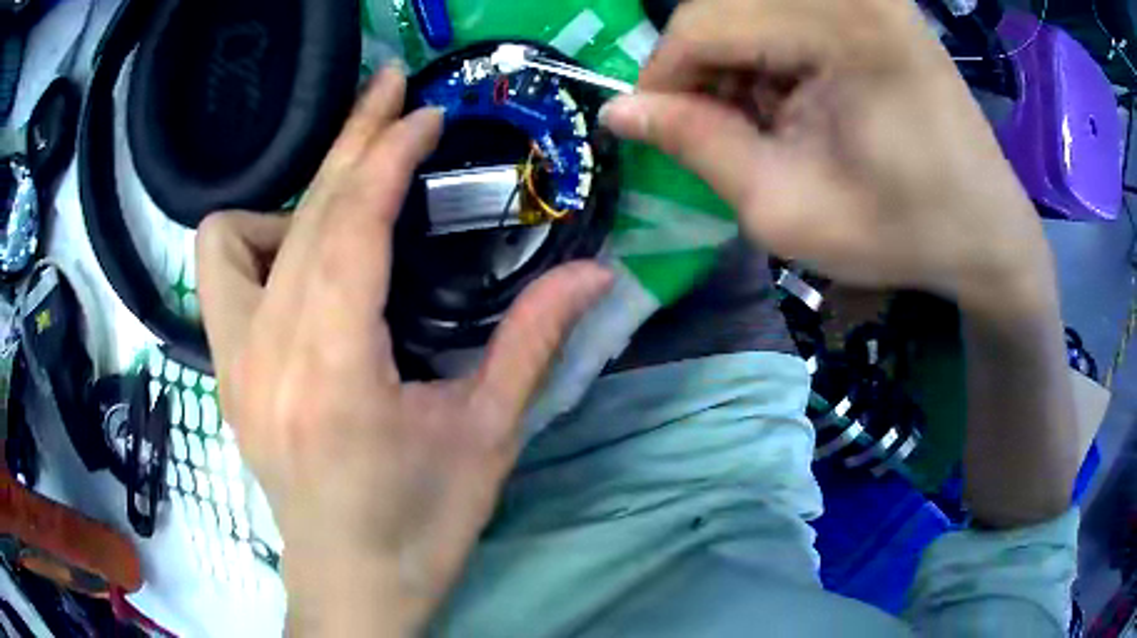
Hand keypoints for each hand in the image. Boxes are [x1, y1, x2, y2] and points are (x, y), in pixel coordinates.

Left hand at [196, 67, 611, 634]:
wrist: (350, 588)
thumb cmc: (421, 529)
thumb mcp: (487, 439)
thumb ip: (534, 342)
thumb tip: (597, 274)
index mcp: (334, 374)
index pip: (350, 227)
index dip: (388, 155)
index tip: (425, 113)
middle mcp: (267, 355)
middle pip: (301, 214)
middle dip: (351, 138)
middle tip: (390, 88)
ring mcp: (234, 365)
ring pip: (235, 237)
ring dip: (295, 196)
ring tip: (344, 206)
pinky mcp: (226, 376)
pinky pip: (217, 277)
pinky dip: (252, 244)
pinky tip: (296, 267)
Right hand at [602, 0, 1051, 305]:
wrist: (986, 228)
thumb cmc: (904, 233)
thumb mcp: (789, 210)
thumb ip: (698, 148)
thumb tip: (620, 112)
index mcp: (844, 26)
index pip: (705, 21)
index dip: (665, 77)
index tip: (661, 131)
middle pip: (722, 4)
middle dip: (701, 68)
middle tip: (718, 132)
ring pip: (747, 6)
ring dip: (735, 62)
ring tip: (765, 124)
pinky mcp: (870, 3)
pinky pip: (783, 12)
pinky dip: (768, 54)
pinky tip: (793, 101)